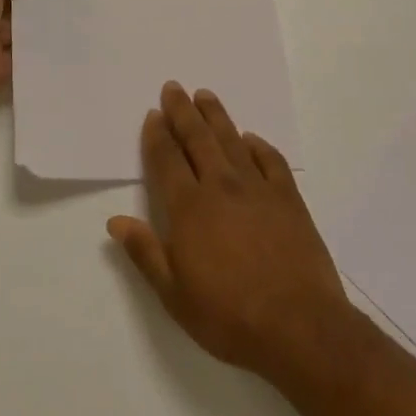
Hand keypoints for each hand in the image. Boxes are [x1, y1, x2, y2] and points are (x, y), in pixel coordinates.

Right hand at [108, 83, 350, 381]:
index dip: (157, 134)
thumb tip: (115, 221)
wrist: (300, 328)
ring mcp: (257, 188)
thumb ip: (145, 253)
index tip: (152, 114)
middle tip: (174, 87)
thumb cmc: (229, 316)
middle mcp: (220, 186)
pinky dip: (258, 145)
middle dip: (182, 111)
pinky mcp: (288, 199)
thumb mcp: (174, 295)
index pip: (166, 159)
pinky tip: (250, 138)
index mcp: (188, 207)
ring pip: (231, 140)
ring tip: (205, 95)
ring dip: (215, 116)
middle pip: (197, 138)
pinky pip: (270, 160)